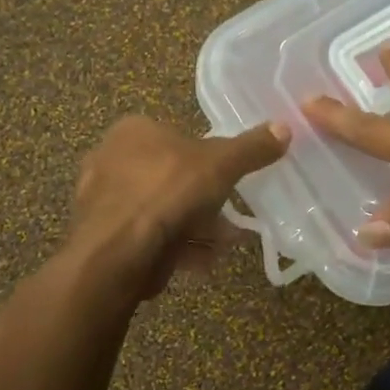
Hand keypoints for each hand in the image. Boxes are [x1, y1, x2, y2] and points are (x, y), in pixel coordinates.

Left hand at [69, 116, 291, 299]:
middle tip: (229, 219)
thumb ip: (252, 148)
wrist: (118, 252)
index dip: (206, 159)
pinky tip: (199, 262)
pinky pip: (148, 238)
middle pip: (170, 177)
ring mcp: (104, 201)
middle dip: (203, 201)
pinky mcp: (104, 238)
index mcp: (132, 131)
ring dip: (194, 228)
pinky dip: (174, 247)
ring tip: (222, 245)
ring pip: (161, 211)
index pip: (175, 136)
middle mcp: (111, 160)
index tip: (228, 181)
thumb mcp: (221, 164)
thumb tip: (285, 128)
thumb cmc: (168, 191)